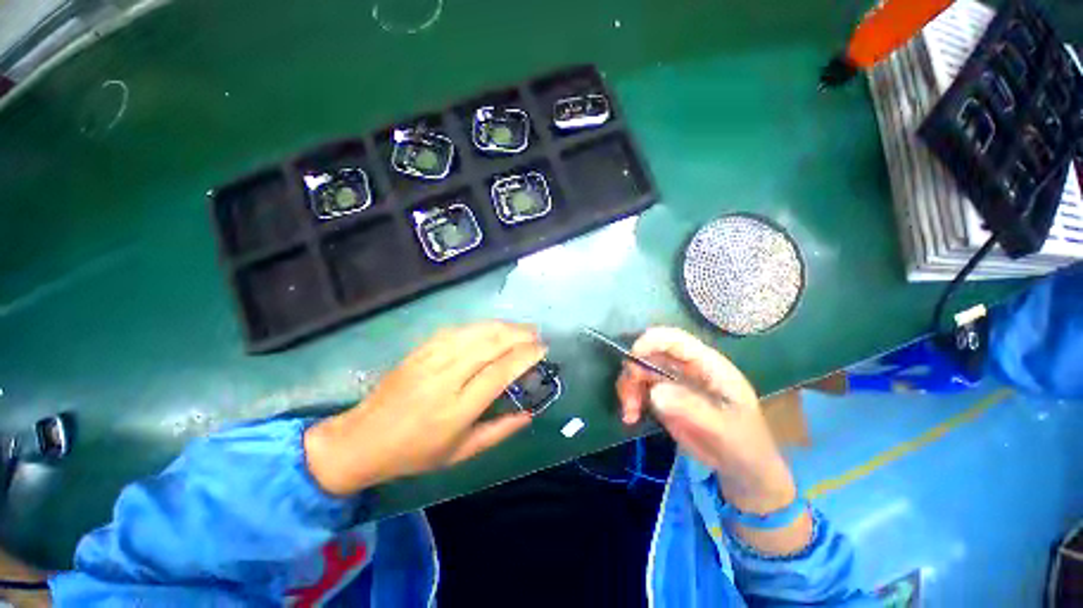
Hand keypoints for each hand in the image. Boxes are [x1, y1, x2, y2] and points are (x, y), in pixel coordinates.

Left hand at [305, 321, 544, 495]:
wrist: (363, 439)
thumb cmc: (416, 452)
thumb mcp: (462, 453)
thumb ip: (499, 431)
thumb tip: (529, 413)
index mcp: (458, 409)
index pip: (500, 372)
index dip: (525, 356)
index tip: (542, 349)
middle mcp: (446, 379)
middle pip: (490, 345)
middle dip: (519, 334)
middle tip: (537, 334)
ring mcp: (430, 360)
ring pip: (474, 332)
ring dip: (503, 326)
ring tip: (521, 328)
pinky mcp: (420, 350)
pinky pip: (456, 330)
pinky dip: (480, 326)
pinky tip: (492, 327)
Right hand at [615, 327, 795, 514]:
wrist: (742, 467)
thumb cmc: (743, 444)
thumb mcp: (725, 430)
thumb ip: (692, 409)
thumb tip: (654, 392)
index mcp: (707, 365)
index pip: (675, 339)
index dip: (650, 342)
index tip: (632, 361)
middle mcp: (686, 367)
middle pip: (649, 353)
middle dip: (633, 372)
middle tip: (629, 400)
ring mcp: (672, 380)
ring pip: (639, 370)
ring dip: (628, 387)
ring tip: (630, 413)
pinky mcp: (662, 395)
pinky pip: (637, 387)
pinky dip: (629, 398)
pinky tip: (630, 417)